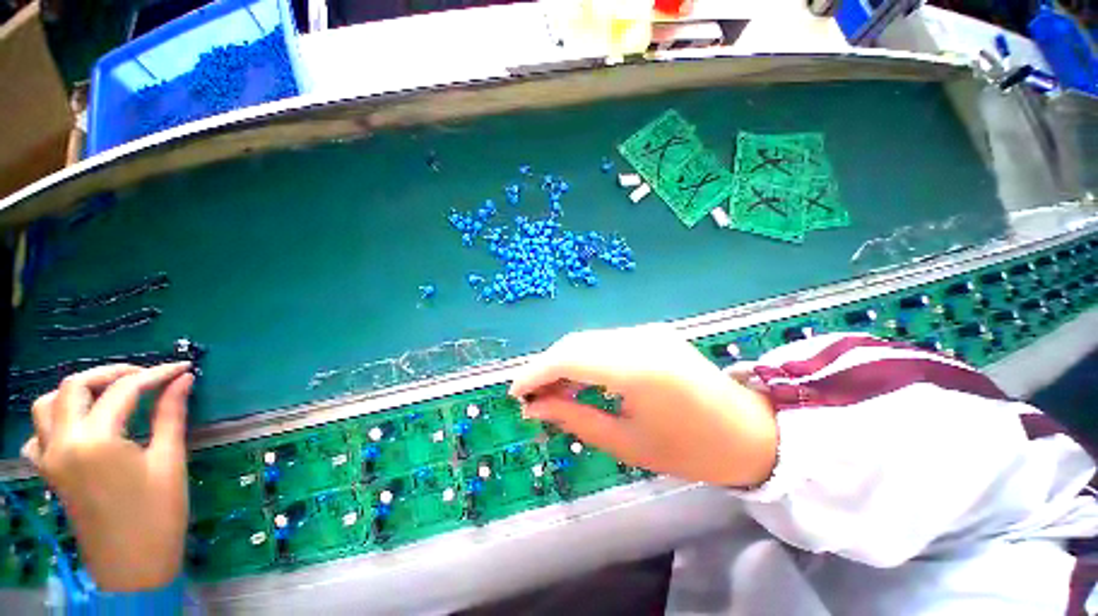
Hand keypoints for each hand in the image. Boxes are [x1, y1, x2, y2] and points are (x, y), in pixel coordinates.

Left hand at [22, 363, 193, 591]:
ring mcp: (49, 457)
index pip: (124, 390)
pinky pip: (37, 434)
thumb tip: (183, 380)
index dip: (156, 374)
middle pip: (75, 386)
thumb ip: (171, 415)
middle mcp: (63, 441)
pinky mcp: (48, 471)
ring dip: (77, 391)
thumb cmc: (158, 514)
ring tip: (109, 394)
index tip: (182, 368)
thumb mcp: (169, 462)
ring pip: (48, 404)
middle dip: (111, 373)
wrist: (132, 566)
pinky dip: (54, 420)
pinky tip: (76, 427)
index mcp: (95, 440)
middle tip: (145, 376)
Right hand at [510, 325, 777, 486]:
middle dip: (546, 367)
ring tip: (550, 390)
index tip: (515, 393)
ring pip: (588, 339)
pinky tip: (578, 378)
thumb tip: (536, 408)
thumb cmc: (690, 450)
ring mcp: (647, 331)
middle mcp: (639, 339)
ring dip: (563, 361)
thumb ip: (575, 419)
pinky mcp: (651, 332)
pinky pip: (605, 341)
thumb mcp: (627, 444)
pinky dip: (584, 357)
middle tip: (531, 396)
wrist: (749, 431)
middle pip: (575, 343)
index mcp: (637, 369)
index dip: (536, 373)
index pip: (568, 359)